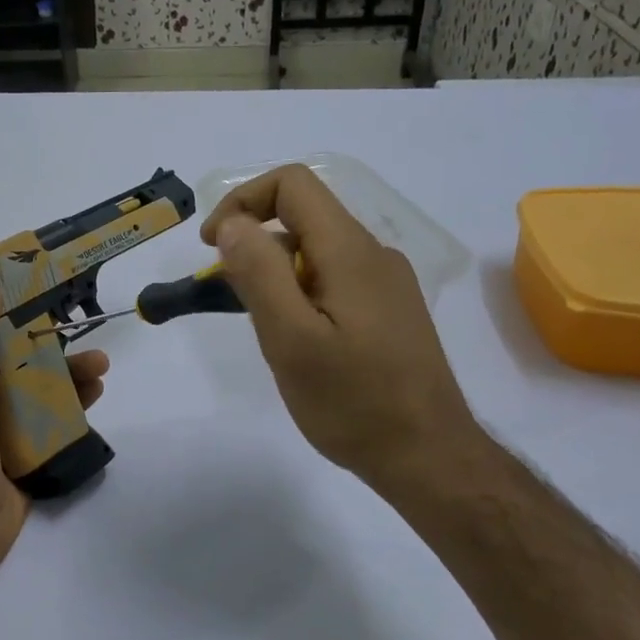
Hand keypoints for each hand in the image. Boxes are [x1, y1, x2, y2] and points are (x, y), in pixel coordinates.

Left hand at [0, 287, 109, 577]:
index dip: (9, 310)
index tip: (41, 287)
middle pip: (22, 360)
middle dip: (52, 344)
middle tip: (85, 332)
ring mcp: (7, 426)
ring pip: (44, 389)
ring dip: (71, 374)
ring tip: (101, 366)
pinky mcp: (30, 452)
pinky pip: (56, 422)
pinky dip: (77, 407)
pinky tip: (98, 394)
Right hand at [201, 165, 482, 500]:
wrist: (427, 455)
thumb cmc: (353, 401)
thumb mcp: (291, 340)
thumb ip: (260, 274)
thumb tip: (233, 224)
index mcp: (350, 251)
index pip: (293, 184)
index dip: (242, 202)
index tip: (211, 248)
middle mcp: (374, 255)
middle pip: (304, 218)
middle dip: (255, 245)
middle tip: (229, 300)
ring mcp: (387, 285)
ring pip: (318, 253)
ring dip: (276, 274)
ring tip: (264, 331)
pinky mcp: (390, 313)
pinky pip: (334, 281)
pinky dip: (301, 294)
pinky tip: (299, 345)